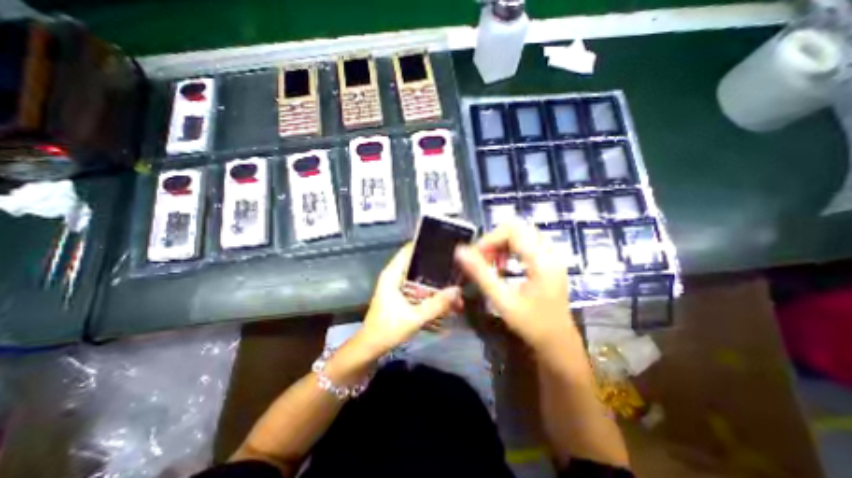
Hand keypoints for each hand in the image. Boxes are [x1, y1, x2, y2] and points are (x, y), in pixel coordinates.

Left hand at [351, 242, 459, 357]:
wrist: (371, 347)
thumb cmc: (388, 329)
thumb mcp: (415, 317)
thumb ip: (437, 304)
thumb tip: (457, 290)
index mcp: (393, 273)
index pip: (409, 249)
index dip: (426, 244)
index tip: (444, 245)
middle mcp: (395, 275)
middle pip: (417, 262)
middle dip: (435, 265)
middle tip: (455, 265)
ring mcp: (397, 285)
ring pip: (419, 276)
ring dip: (434, 280)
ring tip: (454, 281)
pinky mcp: (400, 295)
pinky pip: (418, 287)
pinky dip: (429, 290)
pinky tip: (443, 296)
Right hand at [455, 221, 574, 351]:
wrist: (558, 343)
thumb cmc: (531, 325)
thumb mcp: (502, 301)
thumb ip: (480, 274)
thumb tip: (460, 251)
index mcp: (541, 260)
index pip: (512, 230)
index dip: (489, 239)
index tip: (476, 257)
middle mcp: (549, 252)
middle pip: (517, 227)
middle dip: (495, 240)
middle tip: (484, 259)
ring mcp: (551, 255)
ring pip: (521, 233)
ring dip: (502, 244)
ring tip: (492, 264)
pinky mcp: (548, 261)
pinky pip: (526, 242)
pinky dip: (510, 248)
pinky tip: (503, 266)